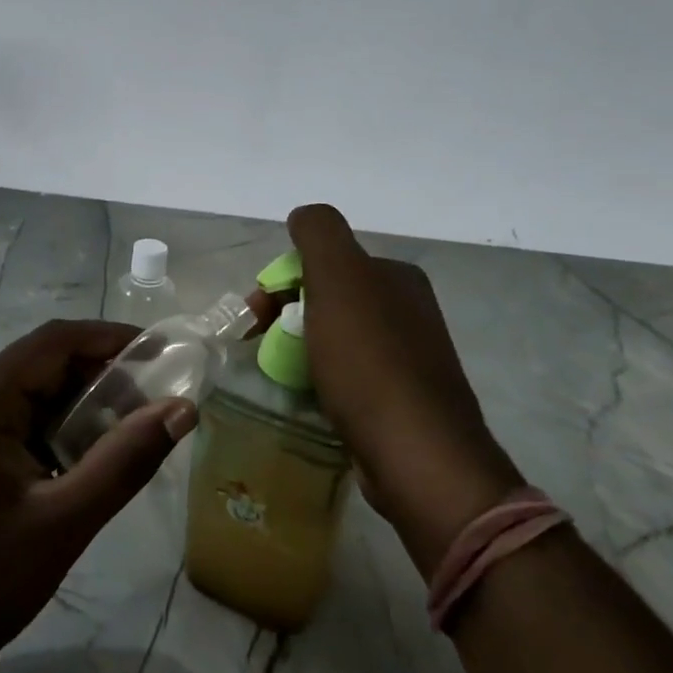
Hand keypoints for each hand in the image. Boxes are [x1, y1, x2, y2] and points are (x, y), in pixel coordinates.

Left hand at [0, 319, 197, 672]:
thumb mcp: (63, 523)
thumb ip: (125, 462)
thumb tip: (182, 409)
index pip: (52, 341)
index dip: (110, 338)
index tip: (161, 354)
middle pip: (44, 363)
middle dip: (102, 373)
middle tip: (156, 398)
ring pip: (36, 394)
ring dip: (85, 404)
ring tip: (135, 427)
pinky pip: (24, 424)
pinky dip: (63, 430)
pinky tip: (94, 458)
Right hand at [286, 204, 525, 576]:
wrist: (416, 455)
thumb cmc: (369, 359)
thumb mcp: (338, 276)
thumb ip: (318, 233)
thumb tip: (303, 216)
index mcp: (397, 277)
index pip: (326, 264)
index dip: (283, 282)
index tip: (255, 313)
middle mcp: (408, 312)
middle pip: (329, 301)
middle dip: (287, 316)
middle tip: (258, 346)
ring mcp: (409, 360)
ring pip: (336, 341)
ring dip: (300, 350)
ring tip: (277, 376)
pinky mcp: (402, 404)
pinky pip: (349, 378)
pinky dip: (322, 381)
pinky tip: (308, 399)